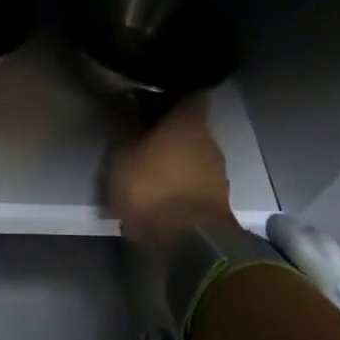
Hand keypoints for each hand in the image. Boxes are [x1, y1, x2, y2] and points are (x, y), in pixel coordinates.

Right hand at [107, 96, 239, 254]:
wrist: (190, 244)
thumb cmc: (151, 188)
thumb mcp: (122, 156)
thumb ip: (124, 128)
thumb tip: (125, 103)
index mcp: (188, 123)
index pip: (189, 96)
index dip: (169, 96)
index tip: (149, 100)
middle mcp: (209, 142)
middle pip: (190, 128)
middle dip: (167, 132)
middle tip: (139, 138)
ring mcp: (217, 174)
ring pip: (192, 157)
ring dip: (173, 161)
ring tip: (145, 171)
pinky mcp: (217, 202)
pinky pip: (194, 183)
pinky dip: (178, 185)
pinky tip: (158, 196)